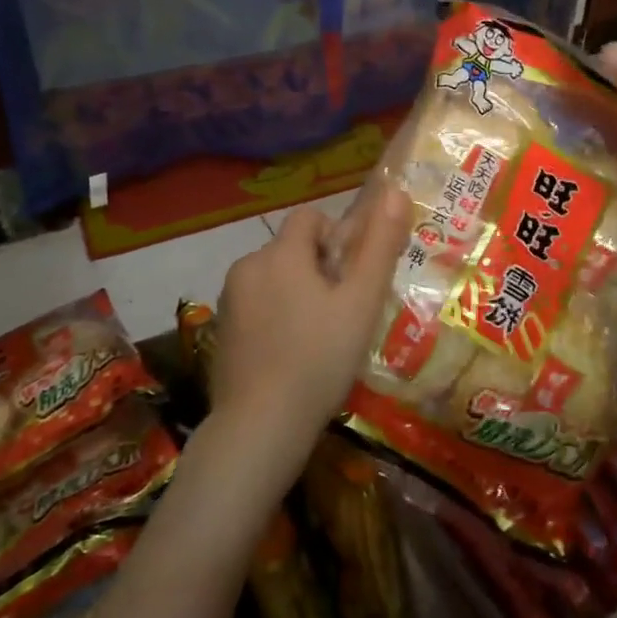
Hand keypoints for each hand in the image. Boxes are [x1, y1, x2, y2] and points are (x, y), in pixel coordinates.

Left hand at [213, 185, 413, 442]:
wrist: (260, 427)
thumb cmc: (319, 359)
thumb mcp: (361, 302)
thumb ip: (379, 245)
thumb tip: (395, 190)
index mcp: (280, 253)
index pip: (310, 217)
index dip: (337, 239)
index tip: (350, 279)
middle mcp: (247, 265)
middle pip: (292, 249)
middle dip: (318, 270)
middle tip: (341, 314)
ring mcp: (228, 299)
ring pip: (274, 278)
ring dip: (297, 294)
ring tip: (318, 339)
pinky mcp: (221, 330)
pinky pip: (257, 305)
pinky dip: (275, 317)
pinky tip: (290, 355)